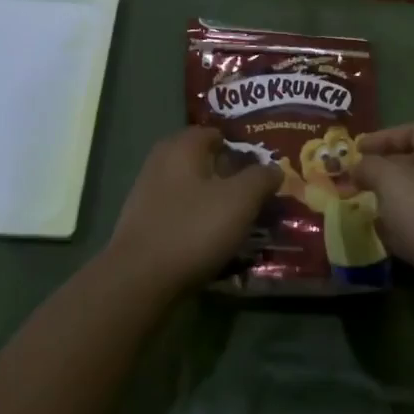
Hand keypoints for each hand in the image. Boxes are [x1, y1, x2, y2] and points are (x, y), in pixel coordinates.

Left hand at [103, 128, 280, 296]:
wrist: (139, 280)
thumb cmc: (193, 229)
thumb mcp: (240, 200)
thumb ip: (260, 178)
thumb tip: (274, 168)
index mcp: (182, 146)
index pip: (216, 134)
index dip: (242, 148)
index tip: (263, 168)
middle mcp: (161, 161)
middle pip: (203, 162)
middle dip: (229, 176)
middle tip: (255, 196)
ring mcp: (147, 192)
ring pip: (191, 189)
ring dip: (214, 201)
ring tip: (240, 222)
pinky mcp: (143, 223)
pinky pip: (179, 213)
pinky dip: (197, 221)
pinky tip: (213, 240)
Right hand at [354, 124, 413, 279]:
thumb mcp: (391, 180)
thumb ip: (370, 167)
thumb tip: (358, 167)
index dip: (385, 136)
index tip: (358, 149)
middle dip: (384, 170)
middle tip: (357, 179)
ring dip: (391, 201)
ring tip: (364, 205)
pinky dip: (401, 229)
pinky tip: (383, 236)